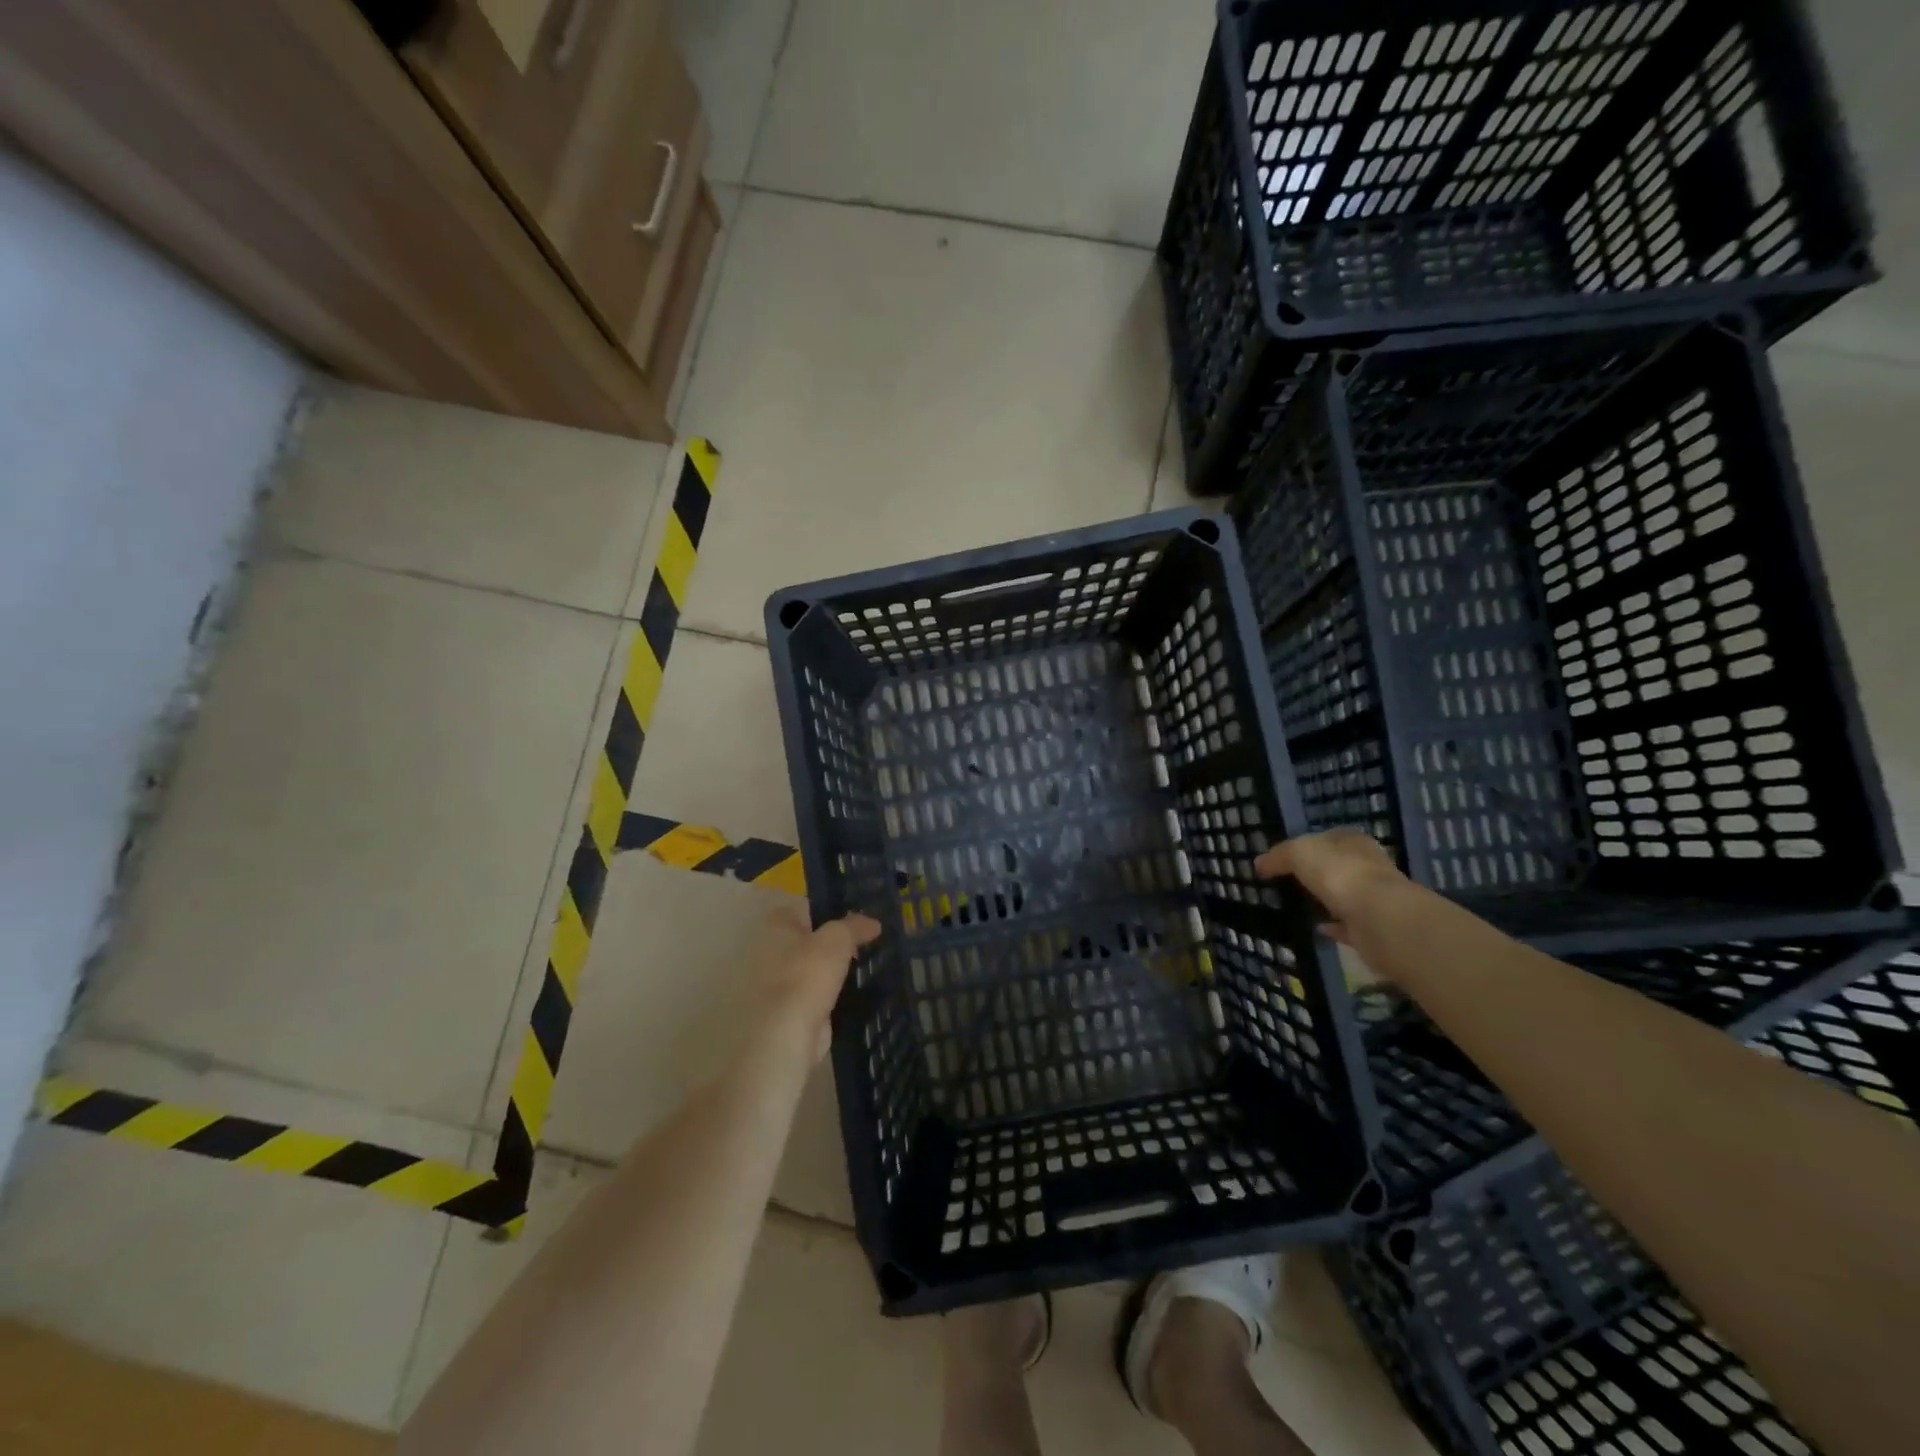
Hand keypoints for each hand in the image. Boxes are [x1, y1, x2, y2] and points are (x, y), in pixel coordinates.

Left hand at [754, 906, 881, 1061]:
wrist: (789, 1031)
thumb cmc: (808, 972)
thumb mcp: (838, 938)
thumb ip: (856, 926)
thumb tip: (873, 923)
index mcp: (776, 924)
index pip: (808, 907)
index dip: (834, 909)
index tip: (859, 918)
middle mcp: (770, 948)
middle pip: (811, 937)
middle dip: (835, 941)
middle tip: (866, 942)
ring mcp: (777, 980)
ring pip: (814, 966)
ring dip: (834, 968)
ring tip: (865, 965)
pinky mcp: (788, 1007)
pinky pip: (816, 991)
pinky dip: (831, 992)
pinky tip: (854, 992)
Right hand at [1254, 829, 1403, 943]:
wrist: (1378, 918)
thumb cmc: (1339, 873)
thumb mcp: (1298, 852)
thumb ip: (1279, 856)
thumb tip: (1260, 864)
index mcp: (1353, 841)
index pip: (1328, 837)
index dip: (1307, 844)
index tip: (1285, 858)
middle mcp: (1368, 866)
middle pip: (1339, 866)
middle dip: (1318, 872)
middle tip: (1290, 881)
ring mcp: (1374, 898)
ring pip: (1345, 895)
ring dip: (1327, 899)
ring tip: (1300, 905)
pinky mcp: (1373, 927)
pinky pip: (1348, 924)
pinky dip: (1333, 926)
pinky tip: (1317, 927)